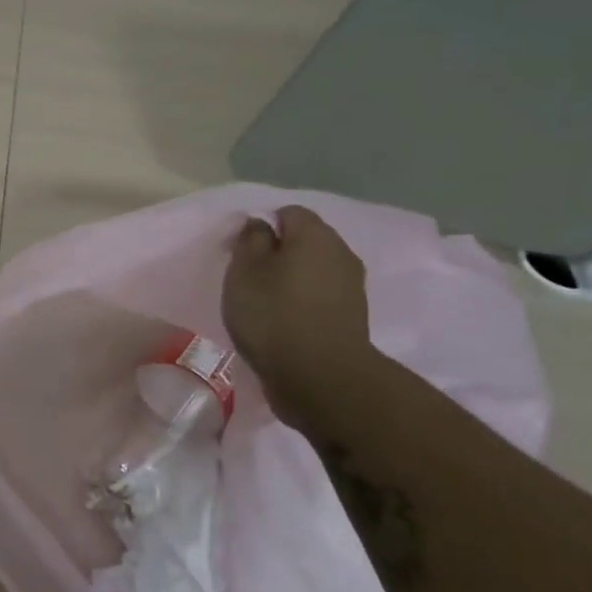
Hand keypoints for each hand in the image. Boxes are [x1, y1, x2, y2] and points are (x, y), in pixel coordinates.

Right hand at [223, 206, 376, 432]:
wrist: (320, 377)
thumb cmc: (273, 315)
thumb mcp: (244, 271)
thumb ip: (251, 240)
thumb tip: (261, 225)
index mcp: (315, 235)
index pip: (288, 213)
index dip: (261, 227)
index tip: (239, 253)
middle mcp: (341, 254)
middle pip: (304, 241)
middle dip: (277, 254)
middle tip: (247, 279)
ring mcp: (351, 287)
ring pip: (313, 270)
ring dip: (289, 281)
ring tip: (263, 305)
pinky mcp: (351, 317)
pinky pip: (320, 297)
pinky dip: (301, 304)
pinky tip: (282, 324)